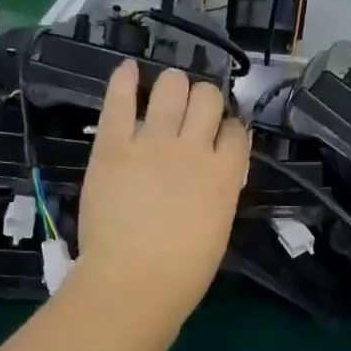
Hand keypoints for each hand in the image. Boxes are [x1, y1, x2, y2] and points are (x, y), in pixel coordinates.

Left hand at [71, 61, 248, 331]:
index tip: (219, 137)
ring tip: (166, 93)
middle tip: (192, 113)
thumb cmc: (183, 272)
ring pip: (172, 87)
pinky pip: (121, 100)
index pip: (237, 131)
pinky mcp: (113, 145)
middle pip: (208, 98)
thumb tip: (216, 176)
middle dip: (204, 100)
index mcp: (225, 174)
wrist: (133, 280)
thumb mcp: (218, 230)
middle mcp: (194, 148)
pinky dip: (125, 80)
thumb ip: (220, 194)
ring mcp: (152, 142)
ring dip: (173, 85)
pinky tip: (128, 70)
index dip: (229, 129)